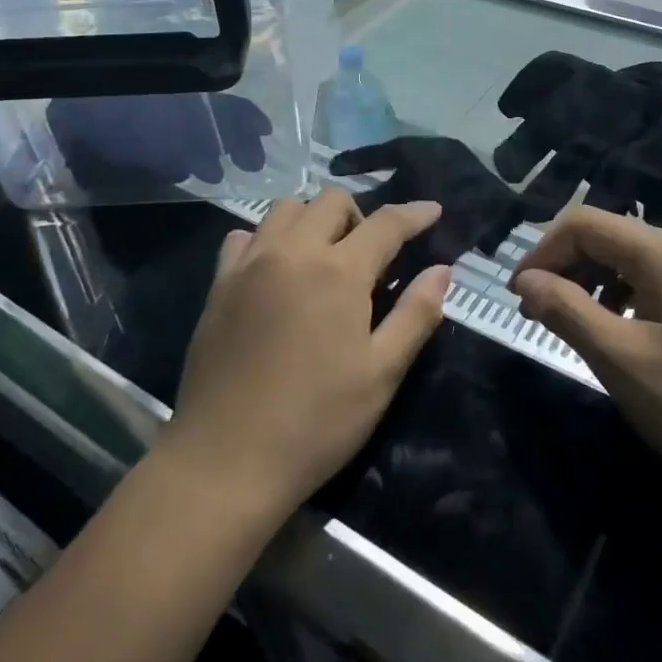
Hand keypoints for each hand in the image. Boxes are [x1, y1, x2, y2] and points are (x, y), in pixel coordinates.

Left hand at [165, 190, 449, 516]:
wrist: (225, 460)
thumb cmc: (316, 422)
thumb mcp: (381, 374)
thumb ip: (416, 314)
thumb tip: (442, 270)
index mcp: (338, 272)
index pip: (386, 223)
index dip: (414, 214)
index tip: (433, 210)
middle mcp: (292, 252)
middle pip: (331, 201)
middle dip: (361, 216)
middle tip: (371, 257)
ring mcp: (249, 264)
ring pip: (286, 208)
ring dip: (314, 219)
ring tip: (324, 258)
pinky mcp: (219, 284)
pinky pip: (245, 235)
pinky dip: (268, 238)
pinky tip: (276, 271)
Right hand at [512, 207, 661, 512]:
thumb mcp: (623, 361)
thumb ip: (567, 311)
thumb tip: (526, 280)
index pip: (585, 223)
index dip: (543, 252)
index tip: (518, 297)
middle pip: (609, 238)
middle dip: (566, 269)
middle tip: (537, 317)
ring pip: (632, 264)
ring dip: (593, 287)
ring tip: (573, 330)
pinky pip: (658, 287)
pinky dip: (625, 303)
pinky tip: (621, 340)